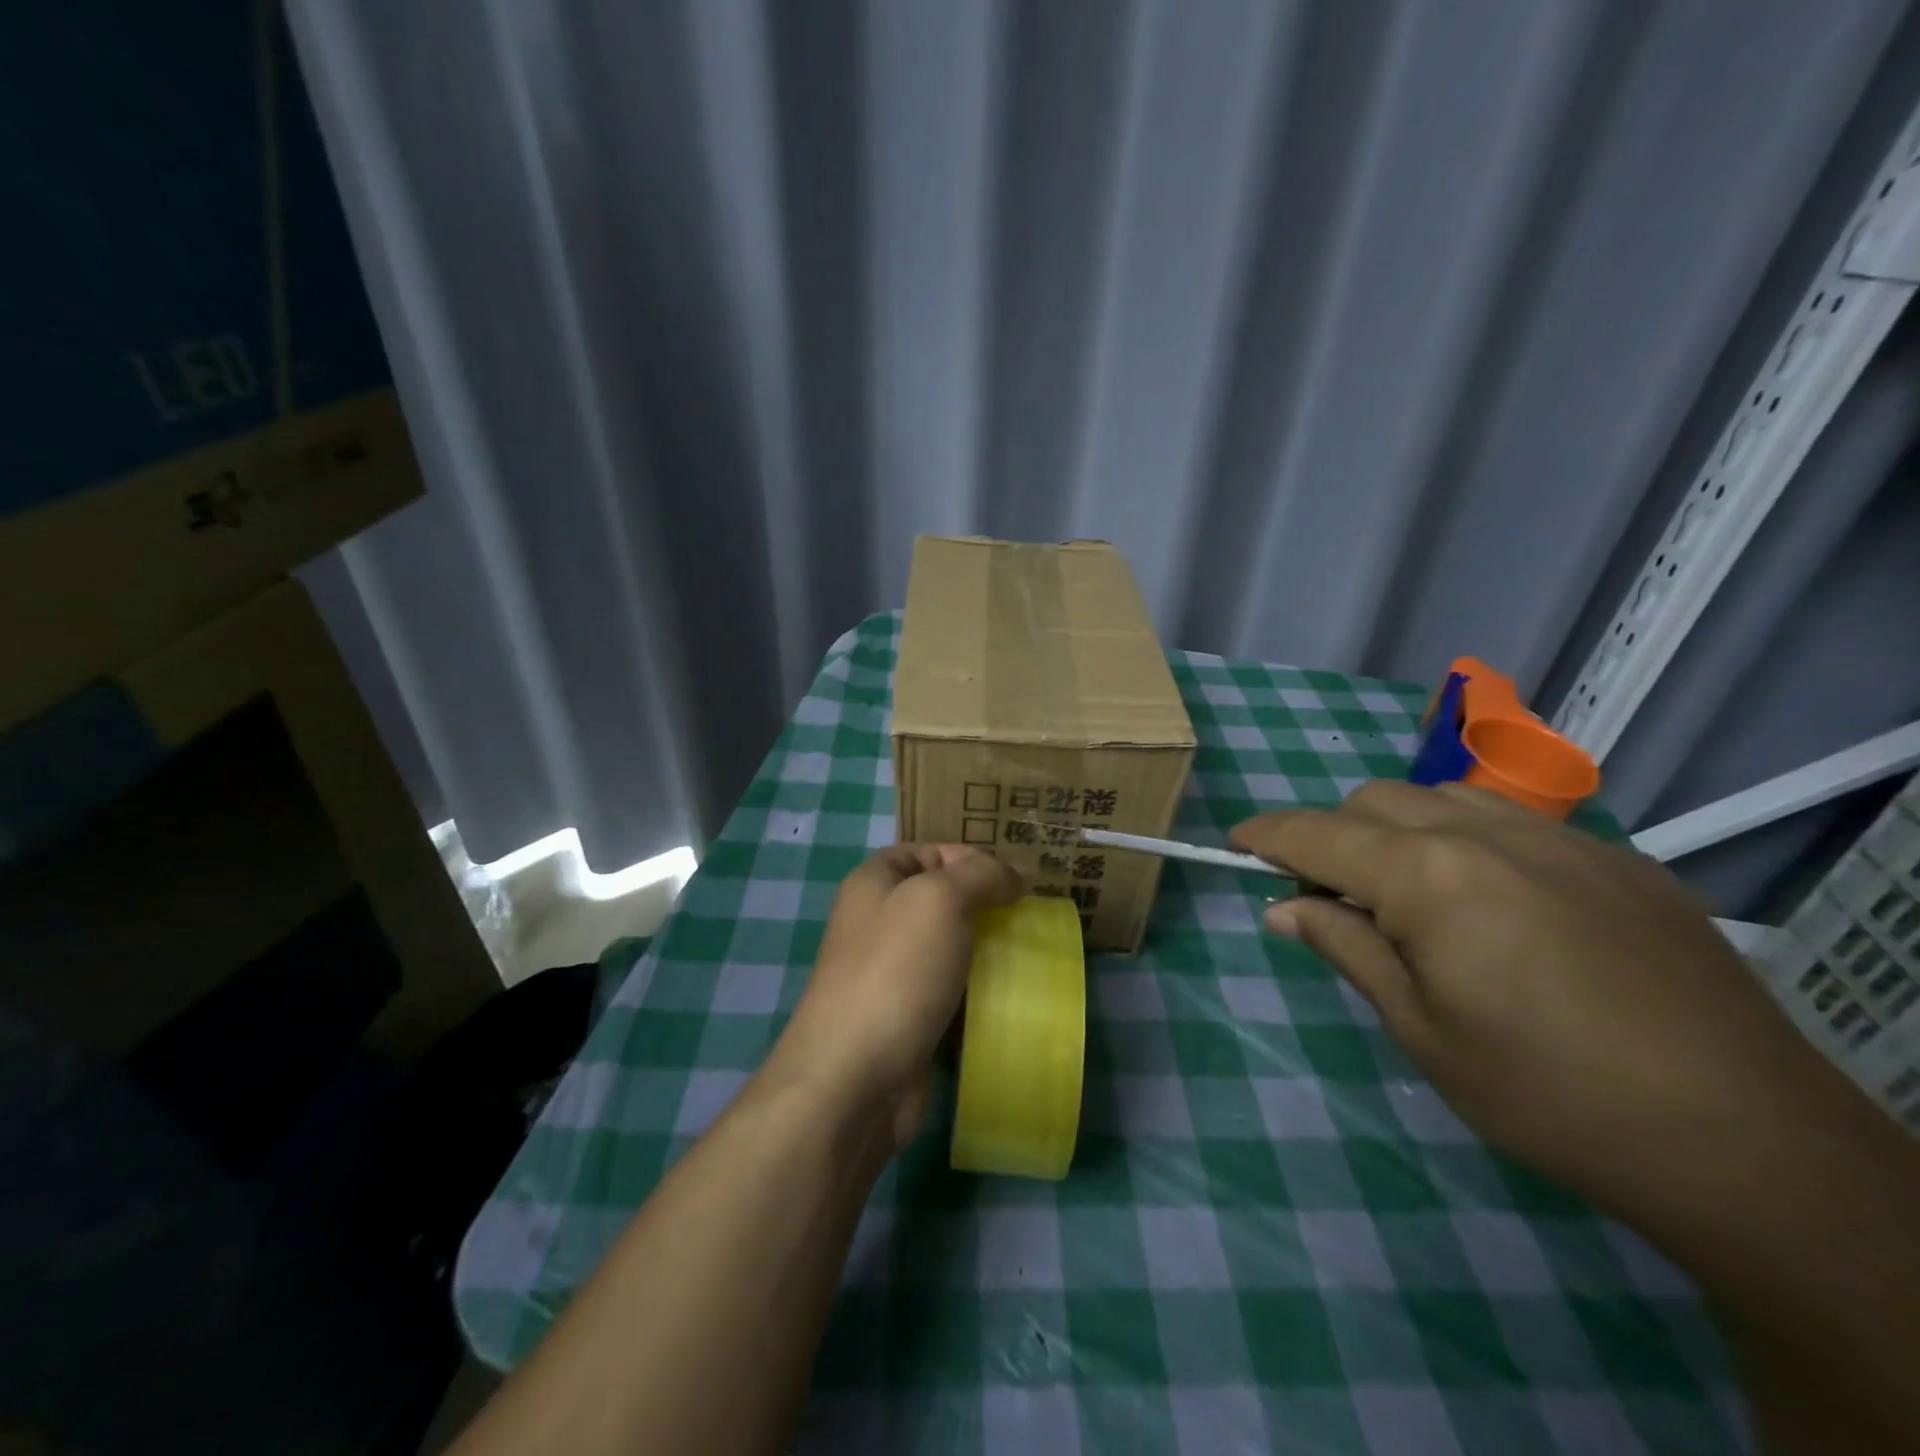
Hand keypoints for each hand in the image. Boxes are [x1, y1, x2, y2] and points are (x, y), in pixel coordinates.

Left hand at [765, 844, 1022, 1149]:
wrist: (854, 1078)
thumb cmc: (895, 972)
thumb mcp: (940, 899)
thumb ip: (980, 874)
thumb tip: (1012, 876)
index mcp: (874, 883)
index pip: (927, 851)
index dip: (969, 857)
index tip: (1013, 881)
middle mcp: (878, 922)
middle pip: (941, 900)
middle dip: (985, 906)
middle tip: (1027, 918)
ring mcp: (891, 974)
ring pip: (950, 948)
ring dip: (987, 951)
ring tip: (1027, 955)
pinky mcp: (907, 1019)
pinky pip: (951, 993)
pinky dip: (979, 993)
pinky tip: (1010, 998)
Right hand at [1229, 782, 1856, 1216]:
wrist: (1744, 1141)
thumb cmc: (1546, 1092)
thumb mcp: (1420, 1028)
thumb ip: (1344, 947)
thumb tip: (1282, 908)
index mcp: (1427, 875)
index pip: (1316, 834)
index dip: (1266, 834)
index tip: (1236, 842)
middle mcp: (1485, 832)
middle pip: (1374, 800)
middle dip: (1333, 834)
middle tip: (1330, 897)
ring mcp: (1559, 837)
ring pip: (1442, 795)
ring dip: (1399, 827)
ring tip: (1410, 892)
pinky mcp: (1616, 858)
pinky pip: (1513, 819)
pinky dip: (1468, 837)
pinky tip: (1495, 901)